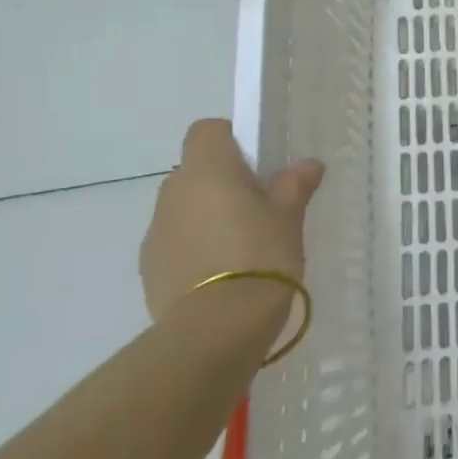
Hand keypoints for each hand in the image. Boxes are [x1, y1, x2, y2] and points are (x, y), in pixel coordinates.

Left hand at [139, 119, 324, 323]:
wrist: (216, 327)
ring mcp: (156, 231)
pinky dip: (196, 248)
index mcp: (207, 170)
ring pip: (185, 208)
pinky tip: (224, 273)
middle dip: (224, 182)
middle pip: (196, 170)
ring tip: (243, 246)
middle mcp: (173, 192)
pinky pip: (176, 242)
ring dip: (208, 216)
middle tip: (261, 207)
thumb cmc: (260, 255)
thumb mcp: (289, 217)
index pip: (207, 130)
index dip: (232, 140)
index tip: (258, 164)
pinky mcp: (149, 268)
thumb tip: (309, 164)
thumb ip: (295, 185)